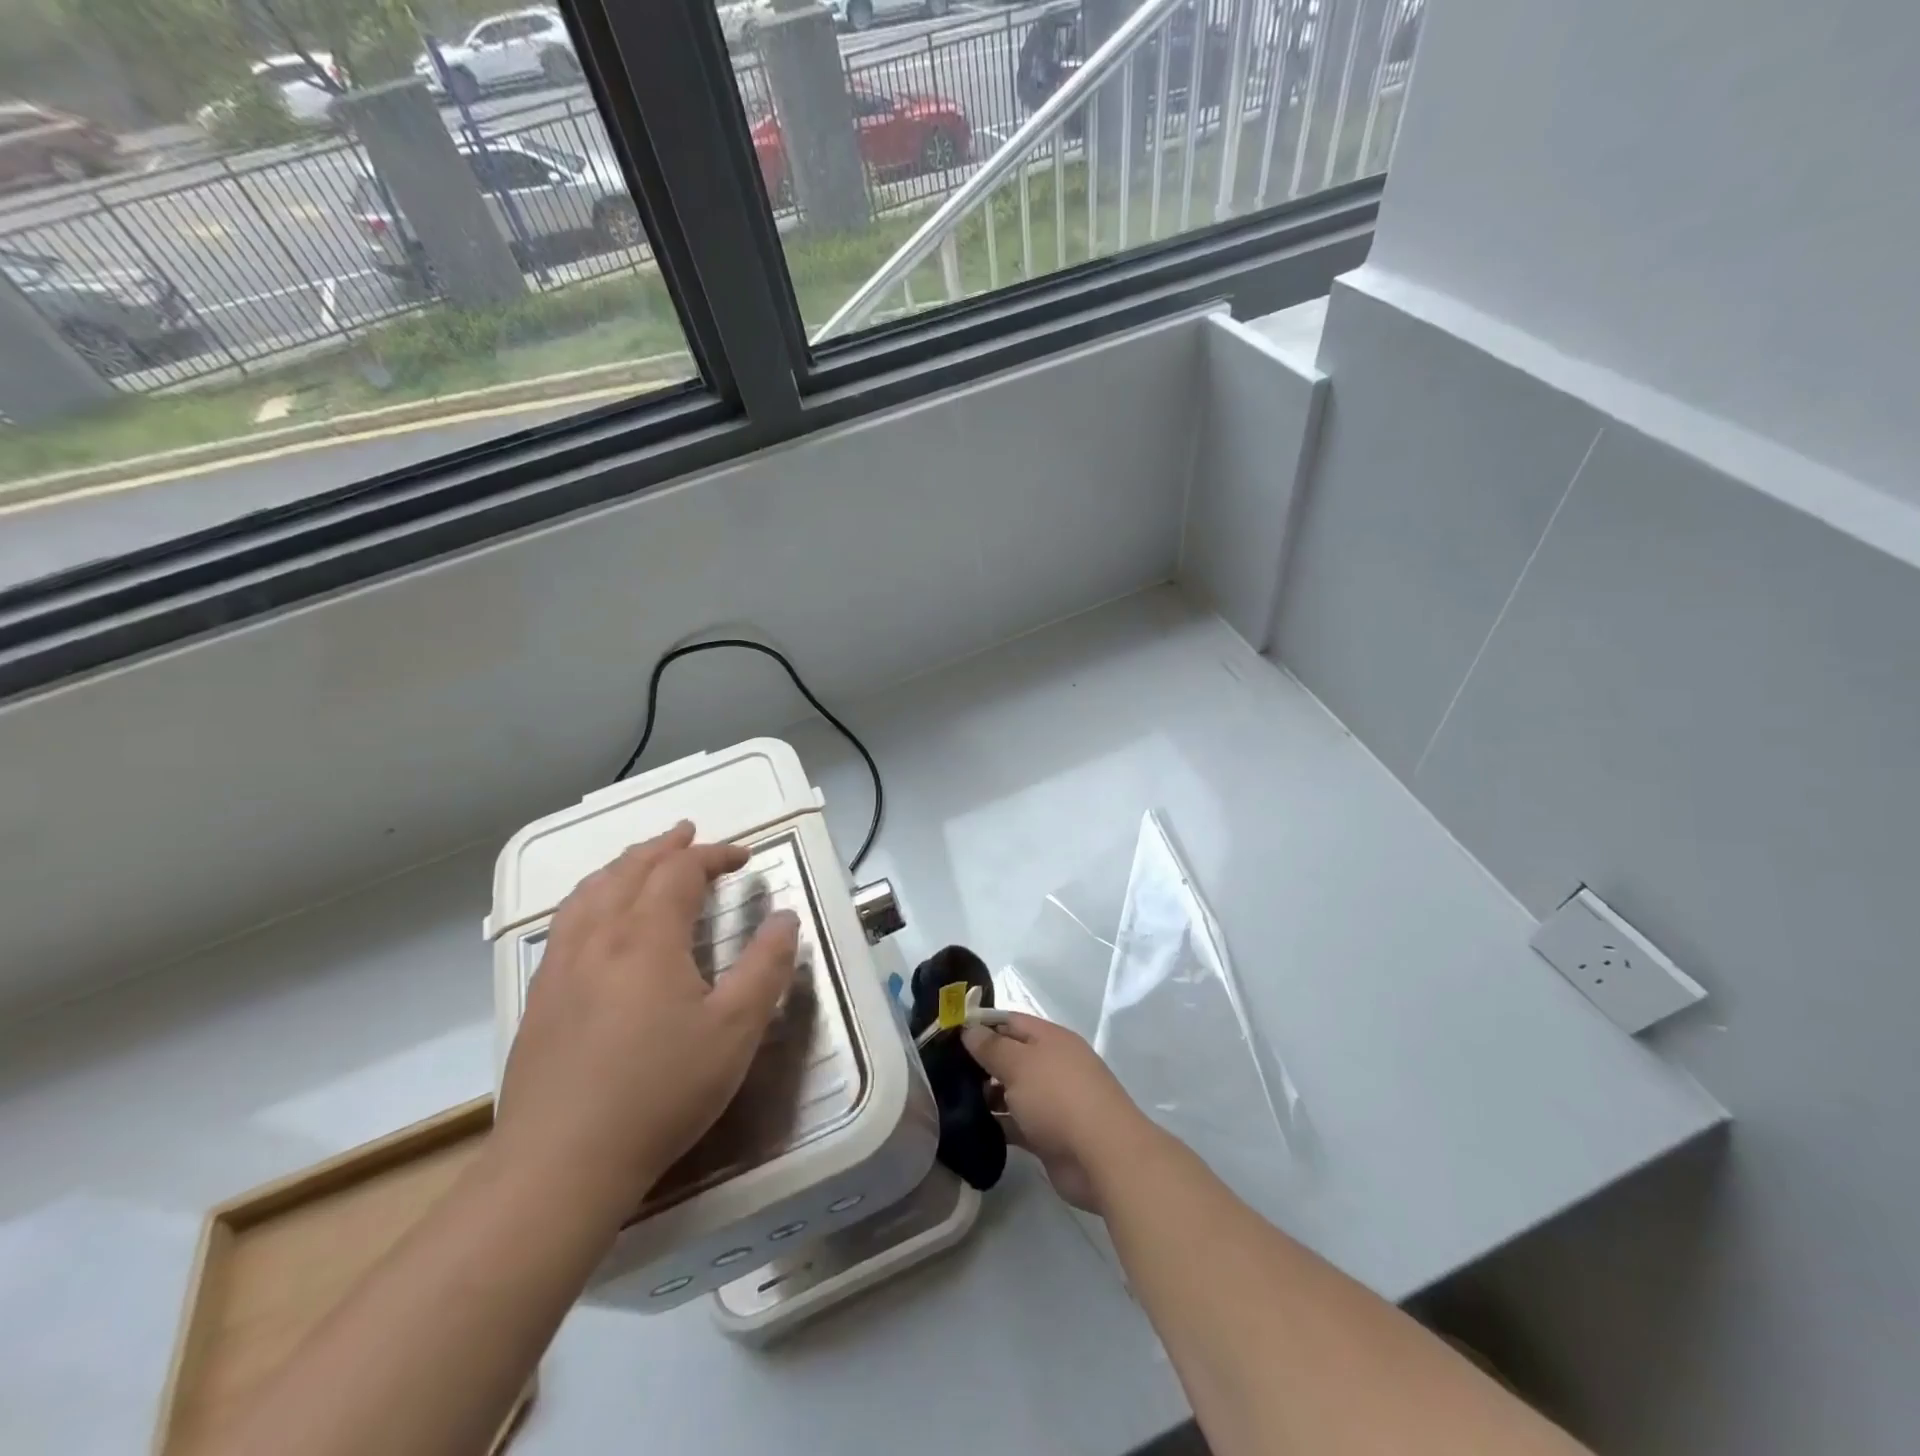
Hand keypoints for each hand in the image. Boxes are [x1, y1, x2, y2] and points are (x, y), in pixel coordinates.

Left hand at [495, 821, 799, 1221]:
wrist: (560, 1164)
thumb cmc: (660, 1091)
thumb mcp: (735, 1030)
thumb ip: (766, 966)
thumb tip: (785, 917)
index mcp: (647, 936)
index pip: (680, 871)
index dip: (713, 855)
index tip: (743, 857)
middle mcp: (599, 937)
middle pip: (629, 870)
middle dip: (665, 847)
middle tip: (689, 835)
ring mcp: (561, 967)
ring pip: (590, 892)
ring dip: (622, 866)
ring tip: (642, 861)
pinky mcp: (539, 998)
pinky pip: (566, 923)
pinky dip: (591, 897)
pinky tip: (596, 919)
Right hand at [962, 1013, 1155, 1214]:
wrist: (1103, 1156)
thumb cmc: (1058, 1097)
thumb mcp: (1019, 1064)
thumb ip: (992, 1046)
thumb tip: (969, 1029)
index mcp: (1050, 1039)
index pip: (1010, 1021)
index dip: (981, 1024)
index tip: (949, 1033)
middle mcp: (1052, 1065)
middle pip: (1011, 1057)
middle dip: (980, 1062)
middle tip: (943, 1070)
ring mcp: (1052, 1102)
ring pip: (1012, 1092)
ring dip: (986, 1095)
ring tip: (949, 1100)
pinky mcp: (1048, 1135)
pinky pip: (1016, 1123)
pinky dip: (997, 1124)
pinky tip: (969, 1127)